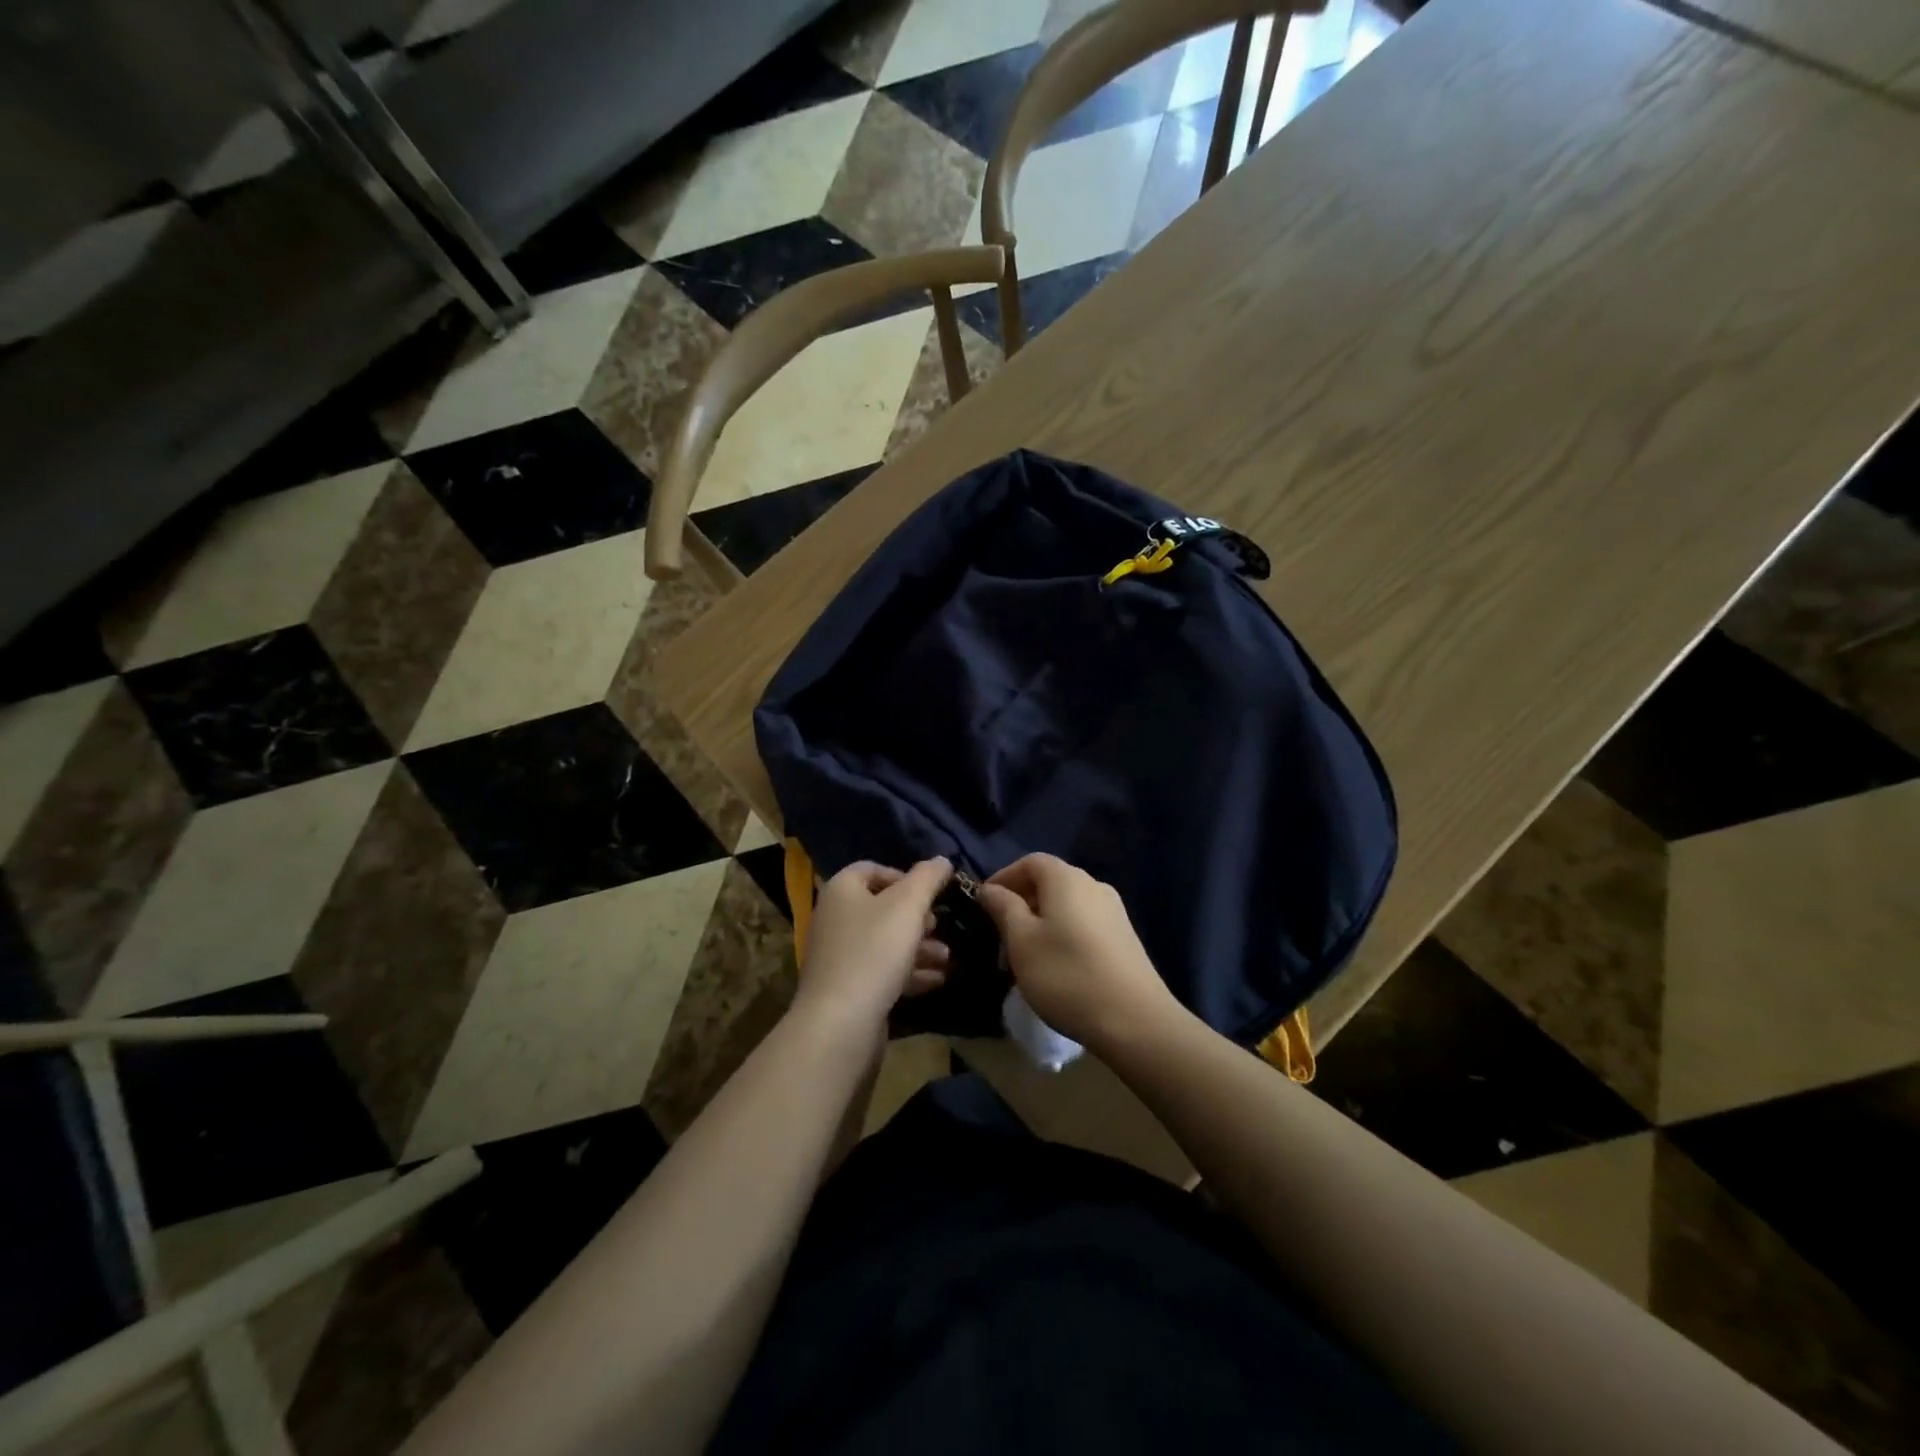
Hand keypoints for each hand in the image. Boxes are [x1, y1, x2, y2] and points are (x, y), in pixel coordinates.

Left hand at [792, 858, 952, 1035]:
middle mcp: (835, 918)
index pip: (872, 869)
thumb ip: (927, 878)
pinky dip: (908, 972)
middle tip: (940, 926)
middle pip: (881, 907)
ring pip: (885, 942)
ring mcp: (839, 955)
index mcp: (841, 890)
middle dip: (917, 917)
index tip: (931, 893)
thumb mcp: (908, 906)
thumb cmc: (874, 951)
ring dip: (919, 947)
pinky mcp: (847, 988)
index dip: (904, 876)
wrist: (840, 1023)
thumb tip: (942, 860)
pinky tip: (936, 980)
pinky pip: (882, 971)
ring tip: (947, 958)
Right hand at [976, 854, 1180, 1053]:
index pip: (1030, 862)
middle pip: (1049, 882)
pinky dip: (1062, 933)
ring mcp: (1113, 911)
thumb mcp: (1022, 941)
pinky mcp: (1124, 937)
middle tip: (999, 935)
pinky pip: (1083, 923)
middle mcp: (1093, 885)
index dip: (1003, 877)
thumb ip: (1004, 908)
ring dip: (1040, 921)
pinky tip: (1055, 965)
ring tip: (1024, 955)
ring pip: (1066, 905)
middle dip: (1020, 902)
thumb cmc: (1067, 975)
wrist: (1135, 1021)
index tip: (983, 904)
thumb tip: (990, 888)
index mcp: (1067, 879)